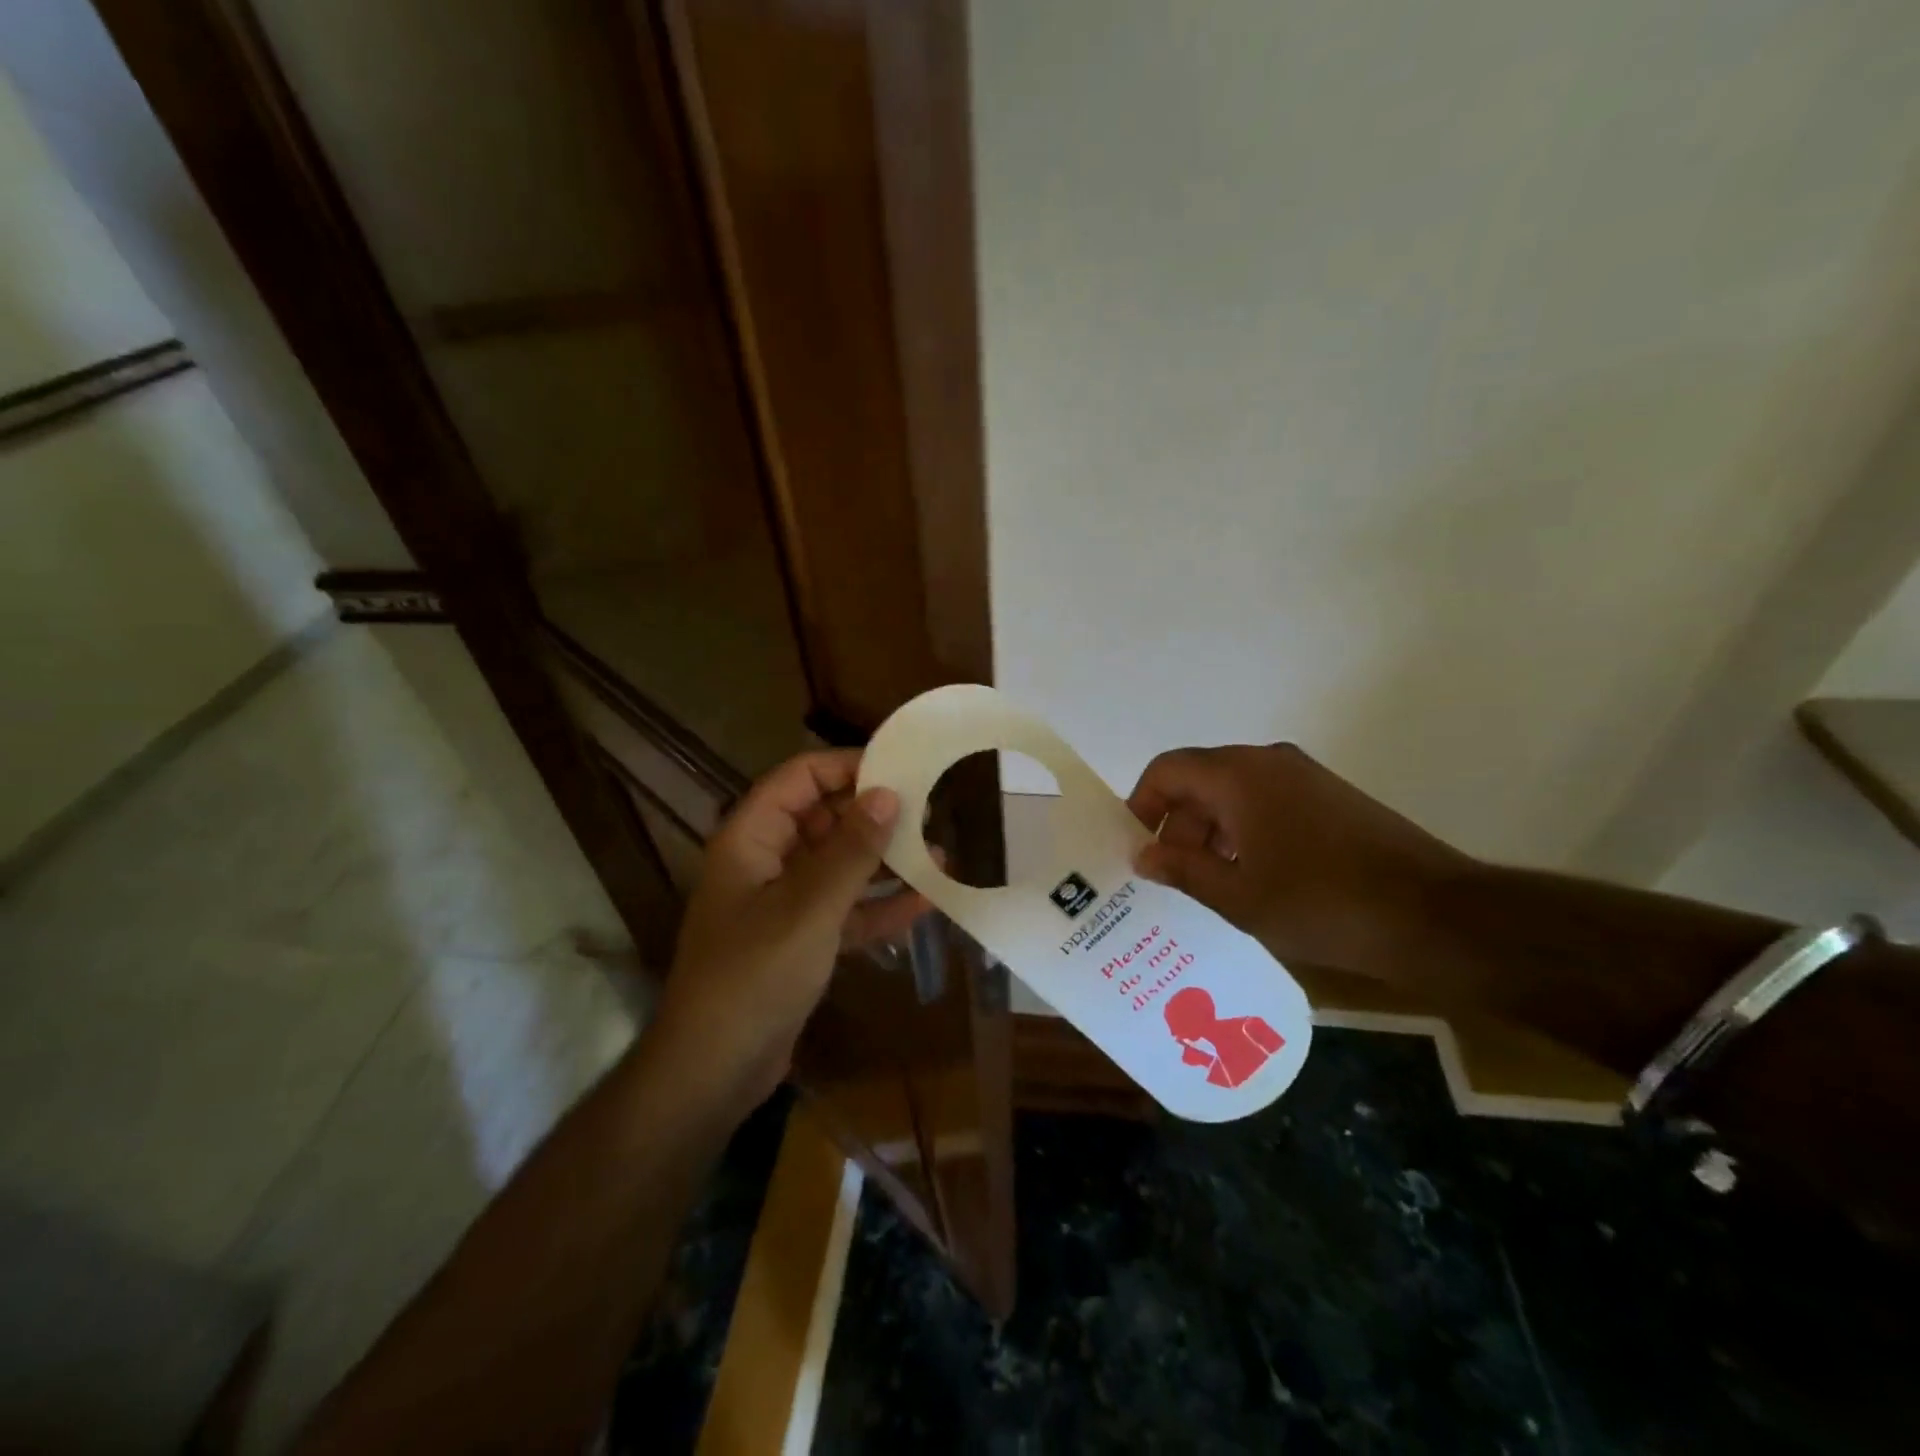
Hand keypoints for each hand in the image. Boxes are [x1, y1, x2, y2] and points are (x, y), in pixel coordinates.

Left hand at [650, 750, 928, 1108]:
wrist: (714, 1071)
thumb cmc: (753, 976)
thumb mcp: (808, 908)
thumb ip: (851, 851)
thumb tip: (888, 794)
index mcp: (751, 838)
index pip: (800, 778)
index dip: (847, 766)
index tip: (902, 766)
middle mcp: (766, 861)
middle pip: (824, 819)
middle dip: (875, 816)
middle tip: (932, 810)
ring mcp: (784, 903)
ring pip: (839, 865)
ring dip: (885, 862)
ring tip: (940, 853)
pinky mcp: (801, 940)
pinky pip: (845, 909)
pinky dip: (879, 905)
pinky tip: (925, 902)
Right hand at [1126, 743, 1471, 981]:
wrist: (1434, 916)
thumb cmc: (1320, 904)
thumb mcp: (1238, 896)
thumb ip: (1181, 870)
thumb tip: (1142, 856)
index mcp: (1238, 776)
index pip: (1167, 770)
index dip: (1142, 805)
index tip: (1136, 848)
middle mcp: (1268, 762)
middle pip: (1200, 781)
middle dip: (1177, 826)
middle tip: (1171, 877)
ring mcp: (1304, 778)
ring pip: (1234, 794)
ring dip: (1210, 832)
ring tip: (1209, 885)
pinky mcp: (1331, 798)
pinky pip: (1267, 803)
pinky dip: (1245, 832)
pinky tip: (1252, 879)